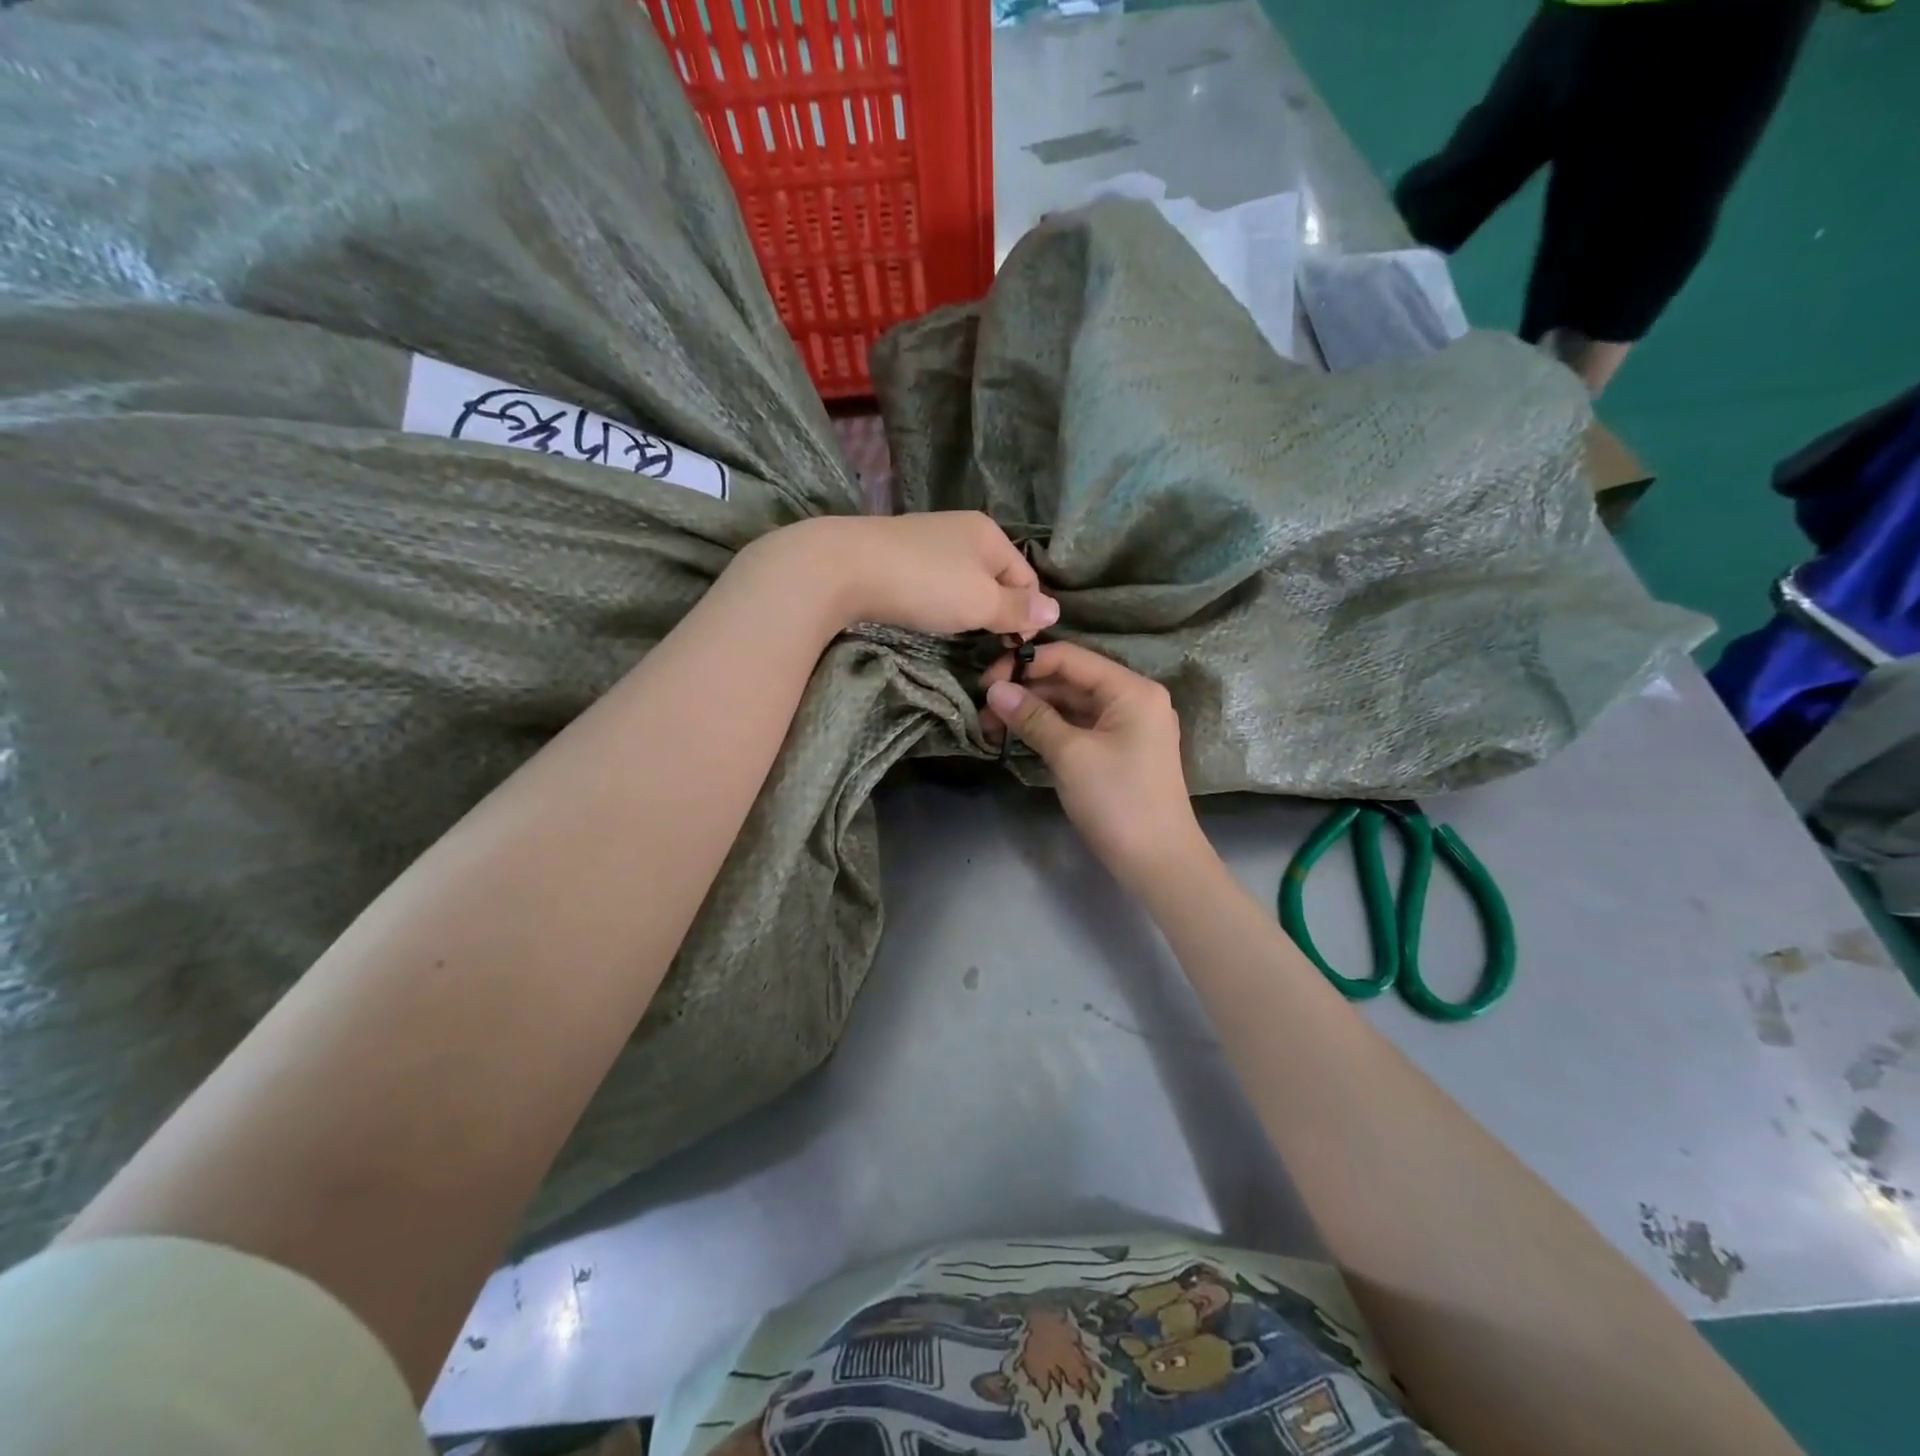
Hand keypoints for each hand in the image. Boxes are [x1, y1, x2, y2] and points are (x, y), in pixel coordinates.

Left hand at [760, 513, 1057, 637]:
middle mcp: (961, 530)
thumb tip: (1055, 612)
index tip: (1015, 648)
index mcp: (989, 533)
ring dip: (967, 609)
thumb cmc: (924, 583)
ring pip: (963, 582)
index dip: (1028, 614)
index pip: (1027, 578)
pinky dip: (938, 602)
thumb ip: (1018, 608)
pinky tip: (928, 616)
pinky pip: (934, 583)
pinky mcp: (898, 557)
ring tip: (958, 634)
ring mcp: (927, 541)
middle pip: (995, 579)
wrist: (843, 568)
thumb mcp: (980, 601)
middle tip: (989, 645)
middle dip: (997, 612)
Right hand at [980, 642, 1207, 889]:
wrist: (1158, 863)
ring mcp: (1127, 727)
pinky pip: (1078, 728)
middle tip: (982, 711)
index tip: (984, 683)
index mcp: (1131, 689)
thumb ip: (1032, 717)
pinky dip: (1049, 730)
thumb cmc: (1118, 801)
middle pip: (1070, 680)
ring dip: (1033, 712)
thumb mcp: (1070, 755)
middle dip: (1025, 691)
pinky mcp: (1118, 751)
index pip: (1070, 658)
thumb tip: (994, 689)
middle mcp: (1133, 699)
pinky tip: (1018, 736)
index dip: (1025, 665)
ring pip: (1071, 706)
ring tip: (991, 726)